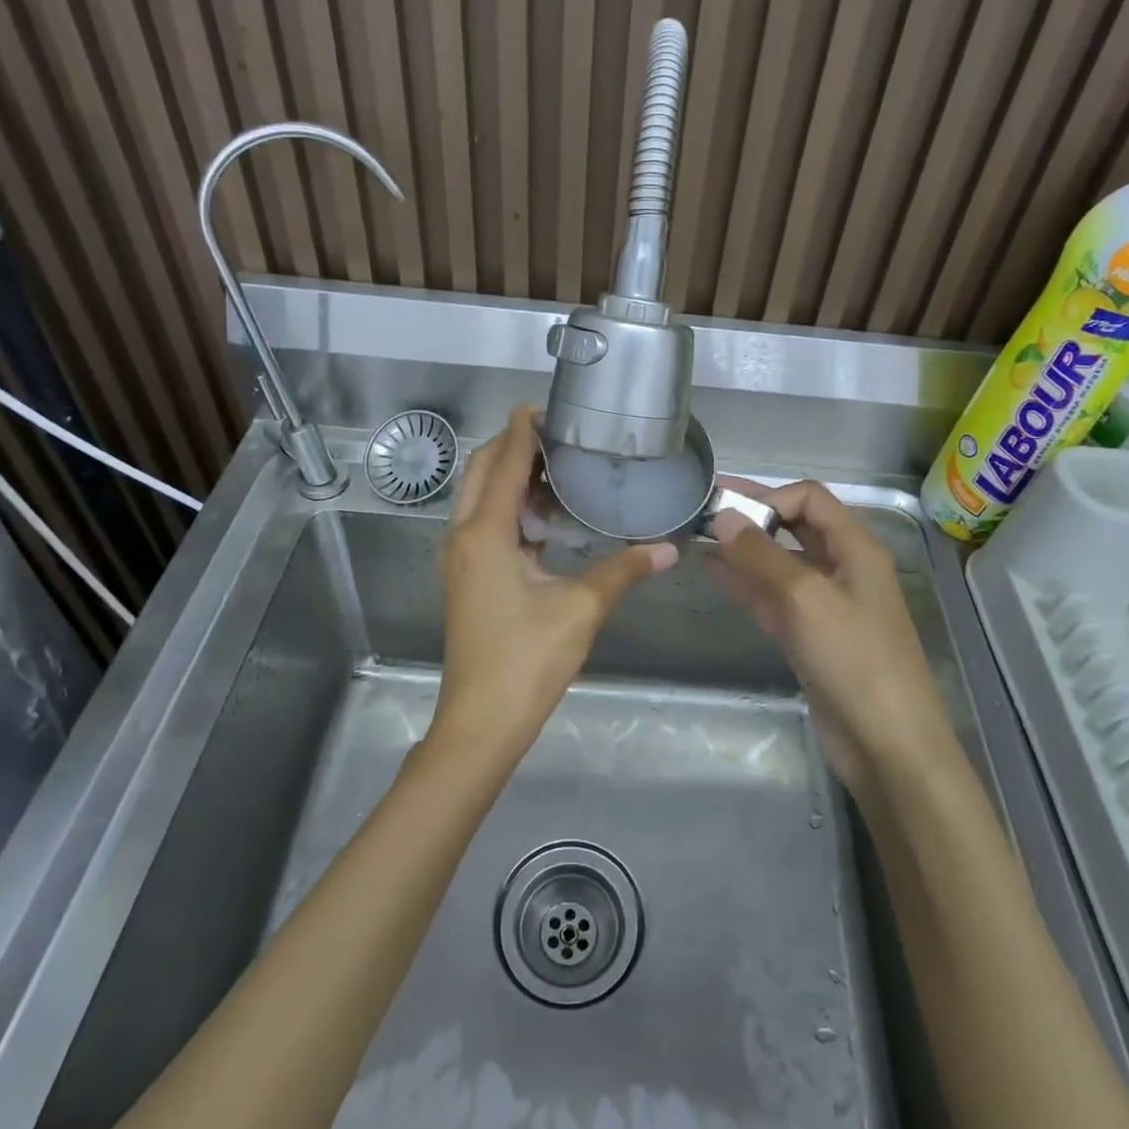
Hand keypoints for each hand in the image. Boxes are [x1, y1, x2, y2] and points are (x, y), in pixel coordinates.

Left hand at [434, 406, 677, 757]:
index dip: (524, 431)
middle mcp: (463, 536)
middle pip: (484, 471)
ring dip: (511, 476)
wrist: (481, 721)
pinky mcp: (466, 577)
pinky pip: (484, 523)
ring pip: (480, 497)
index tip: (548, 406)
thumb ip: (623, 571)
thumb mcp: (581, 609)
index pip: (504, 462)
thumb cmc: (527, 660)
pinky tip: (547, 516)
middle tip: (561, 436)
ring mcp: (460, 558)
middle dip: (515, 446)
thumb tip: (668, 549)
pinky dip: (509, 506)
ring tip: (559, 468)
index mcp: (485, 533)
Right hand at [708, 479, 955, 795]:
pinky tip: (714, 573)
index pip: (810, 498)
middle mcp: (842, 569)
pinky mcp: (810, 637)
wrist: (887, 744)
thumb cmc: (855, 659)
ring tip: (699, 538)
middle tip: (703, 508)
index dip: (770, 496)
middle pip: (794, 527)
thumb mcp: (806, 598)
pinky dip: (746, 584)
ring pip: (779, 564)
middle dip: (753, 516)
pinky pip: (773, 599)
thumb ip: (761, 555)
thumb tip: (722, 516)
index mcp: (856, 548)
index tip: (728, 510)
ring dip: (744, 550)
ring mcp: (825, 605)